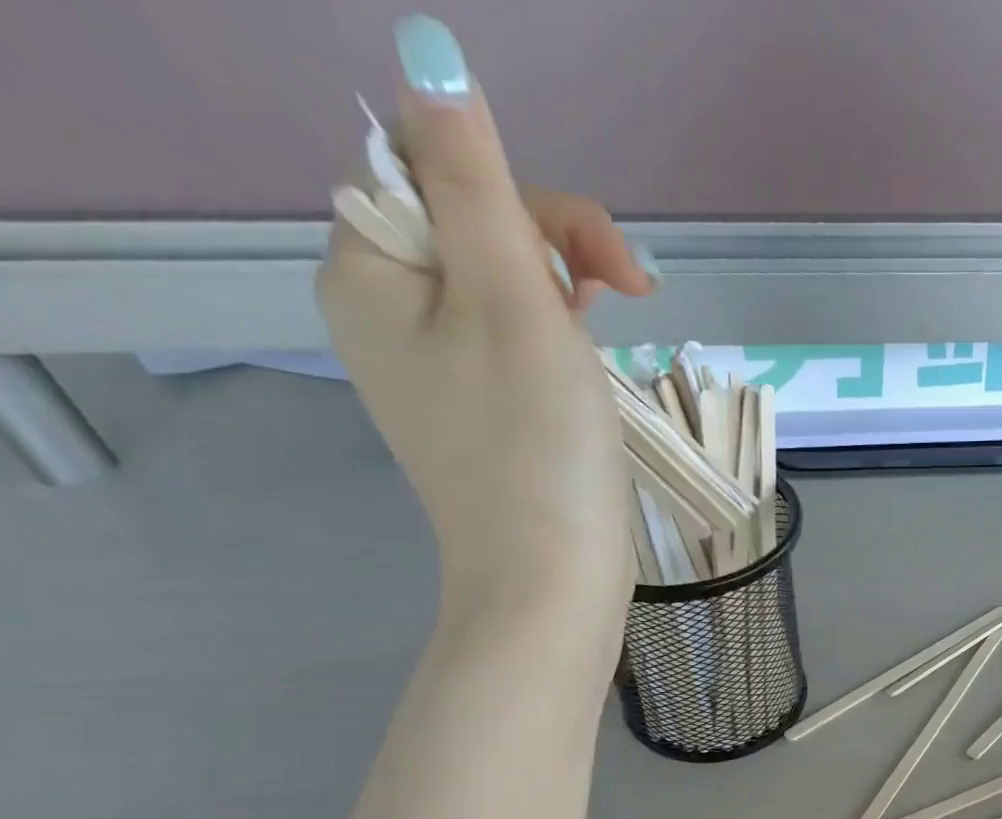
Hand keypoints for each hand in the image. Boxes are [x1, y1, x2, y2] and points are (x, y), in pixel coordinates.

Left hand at [316, 16, 656, 622]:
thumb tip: (429, 52)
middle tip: (631, 295)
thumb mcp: (512, 301)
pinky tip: (589, 366)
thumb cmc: (537, 448)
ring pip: (500, 287)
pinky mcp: (479, 415)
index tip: (600, 266)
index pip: (439, 175)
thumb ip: (476, 178)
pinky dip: (556, 342)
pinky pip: (511, 345)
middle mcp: (387, 315)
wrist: (549, 582)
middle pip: (472, 228)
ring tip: (612, 333)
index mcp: (369, 271)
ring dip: (563, 295)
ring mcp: (434, 372)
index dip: (526, 202)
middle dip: (554, 250)